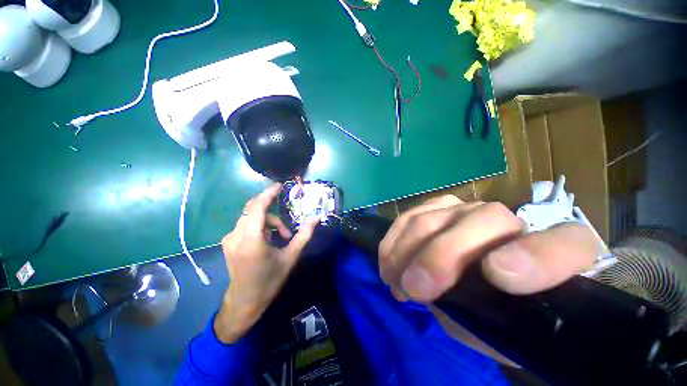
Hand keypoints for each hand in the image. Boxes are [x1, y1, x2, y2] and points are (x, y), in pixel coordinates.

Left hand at [214, 184, 318, 342]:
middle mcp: (236, 236)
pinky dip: (260, 225)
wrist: (244, 302)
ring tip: (281, 237)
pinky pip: (246, 224)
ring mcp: (229, 239)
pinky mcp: (228, 242)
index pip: (257, 207)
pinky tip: (268, 239)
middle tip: (287, 226)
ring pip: (250, 216)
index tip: (279, 186)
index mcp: (251, 240)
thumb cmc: (269, 281)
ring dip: (268, 221)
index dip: (268, 193)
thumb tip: (315, 218)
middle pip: (254, 209)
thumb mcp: (290, 258)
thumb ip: (303, 235)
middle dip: (273, 211)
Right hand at [378, 195, 599, 362]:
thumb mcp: (505, 332)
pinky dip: (396, 238)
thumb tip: (445, 301)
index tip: (497, 276)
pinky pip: (412, 214)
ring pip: (436, 216)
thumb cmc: (505, 314)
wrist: (494, 283)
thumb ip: (489, 320)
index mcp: (557, 257)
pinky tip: (388, 259)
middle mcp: (513, 222)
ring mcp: (470, 208)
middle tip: (413, 289)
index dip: (534, 258)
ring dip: (408, 248)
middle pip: (483, 221)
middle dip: (440, 256)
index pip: (565, 246)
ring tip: (394, 278)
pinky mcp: (439, 207)